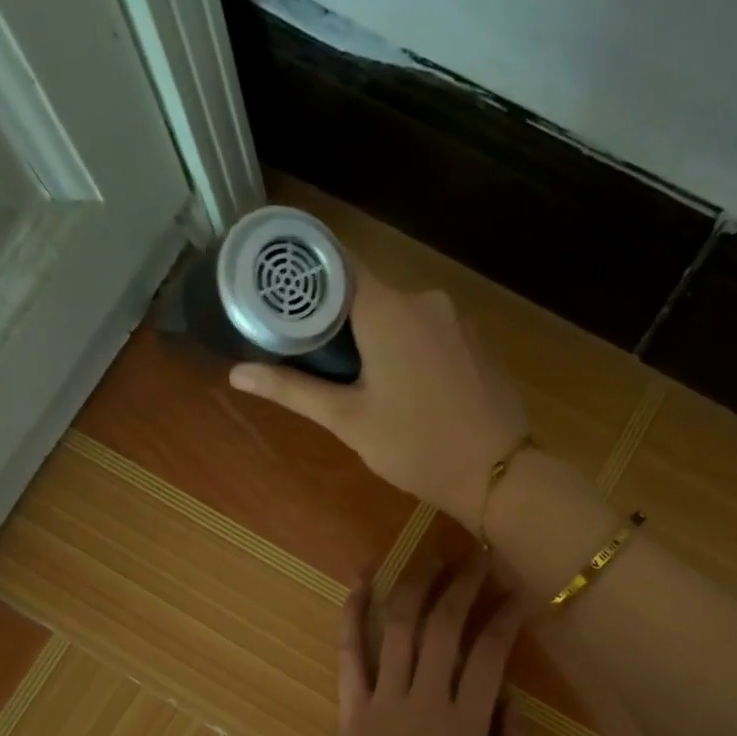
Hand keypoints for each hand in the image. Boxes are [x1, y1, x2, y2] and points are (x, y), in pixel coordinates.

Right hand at [228, 267, 527, 528]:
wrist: (500, 472)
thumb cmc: (416, 446)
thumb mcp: (349, 420)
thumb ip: (293, 390)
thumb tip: (237, 373)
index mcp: (387, 308)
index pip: (334, 263)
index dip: (303, 274)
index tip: (277, 293)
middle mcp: (423, 299)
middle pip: (365, 289)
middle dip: (335, 315)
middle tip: (307, 352)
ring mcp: (455, 319)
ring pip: (398, 312)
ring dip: (372, 333)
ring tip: (352, 375)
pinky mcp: (474, 341)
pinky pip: (427, 328)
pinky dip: (405, 344)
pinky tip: (400, 382)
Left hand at [310, 556, 536, 735]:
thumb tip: (513, 704)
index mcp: (466, 727)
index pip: (490, 655)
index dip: (505, 617)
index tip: (516, 591)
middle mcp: (426, 701)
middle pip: (446, 627)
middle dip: (464, 585)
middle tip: (477, 555)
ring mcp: (383, 700)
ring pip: (401, 628)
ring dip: (418, 586)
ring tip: (433, 556)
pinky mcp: (350, 707)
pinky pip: (349, 651)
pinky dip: (353, 613)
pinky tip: (362, 579)